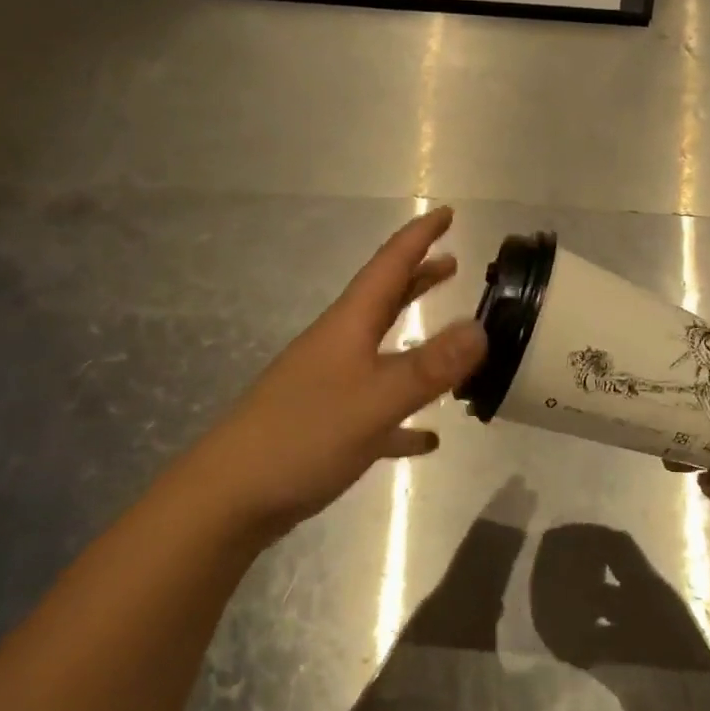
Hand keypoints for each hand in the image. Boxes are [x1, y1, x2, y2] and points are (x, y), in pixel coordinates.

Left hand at [188, 207, 486, 540]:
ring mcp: (330, 385)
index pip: (389, 265)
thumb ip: (430, 366)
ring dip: (415, 333)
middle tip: (453, 261)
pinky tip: (427, 437)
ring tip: (452, 332)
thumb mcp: (376, 400)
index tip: (447, 212)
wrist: (228, 498)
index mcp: (348, 326)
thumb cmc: (303, 436)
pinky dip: (406, 414)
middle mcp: (339, 346)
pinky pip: (378, 410)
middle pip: (384, 299)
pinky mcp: (328, 426)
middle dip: (418, 276)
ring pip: (382, 349)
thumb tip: (481, 327)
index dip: (419, 237)